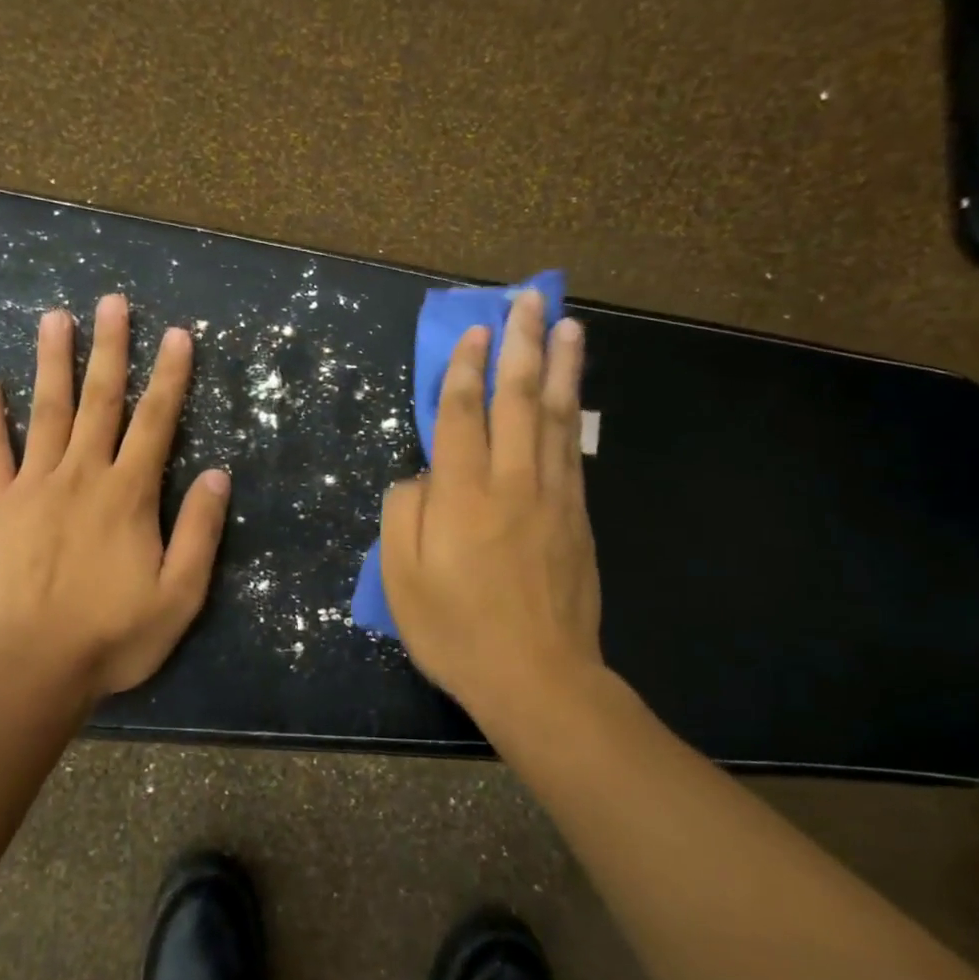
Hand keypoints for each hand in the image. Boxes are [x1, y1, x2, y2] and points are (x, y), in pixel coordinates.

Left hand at [0, 294, 230, 700]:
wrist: (30, 668)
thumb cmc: (113, 636)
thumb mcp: (180, 594)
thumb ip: (200, 532)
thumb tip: (219, 475)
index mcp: (128, 494)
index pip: (156, 421)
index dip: (170, 376)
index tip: (177, 334)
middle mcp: (82, 475)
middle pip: (100, 400)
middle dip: (110, 348)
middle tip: (111, 301)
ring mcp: (33, 486)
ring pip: (46, 410)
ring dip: (53, 361)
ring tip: (55, 317)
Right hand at [379, 290, 607, 718]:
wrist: (539, 678)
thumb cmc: (457, 631)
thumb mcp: (401, 579)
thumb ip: (404, 513)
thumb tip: (420, 475)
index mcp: (462, 494)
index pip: (462, 413)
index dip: (466, 368)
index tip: (475, 331)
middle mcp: (511, 482)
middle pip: (518, 398)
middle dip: (522, 344)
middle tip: (530, 301)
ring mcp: (552, 497)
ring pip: (555, 416)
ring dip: (560, 365)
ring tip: (566, 325)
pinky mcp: (577, 517)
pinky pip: (572, 450)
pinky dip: (571, 412)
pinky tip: (572, 392)